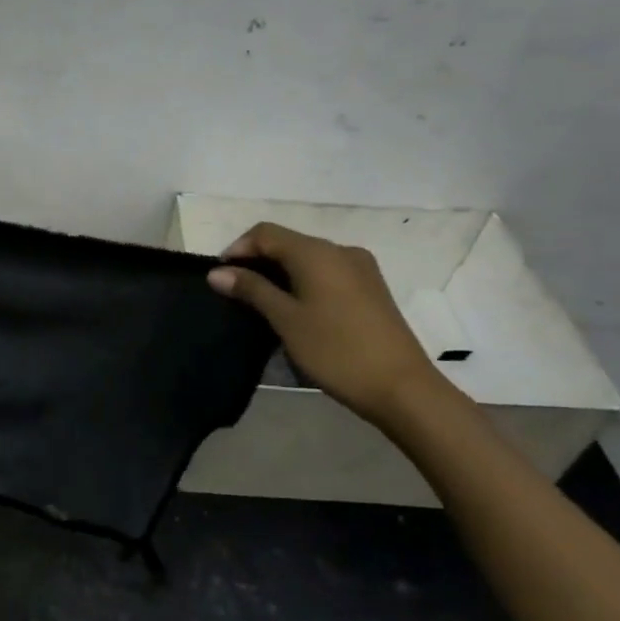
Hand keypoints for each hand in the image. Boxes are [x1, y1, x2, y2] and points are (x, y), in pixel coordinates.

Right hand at [207, 223, 444, 426]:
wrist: (402, 388)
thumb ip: (251, 290)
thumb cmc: (336, 350)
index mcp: (316, 252)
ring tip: (261, 302)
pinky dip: (303, 281)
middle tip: (235, 291)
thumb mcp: (286, 320)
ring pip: (308, 258)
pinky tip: (296, 308)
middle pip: (288, 242)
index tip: (220, 277)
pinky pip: (327, 272)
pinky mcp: (371, 288)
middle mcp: (340, 250)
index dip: (238, 248)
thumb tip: (217, 272)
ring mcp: (361, 268)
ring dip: (280, 272)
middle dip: (257, 261)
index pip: (265, 233)